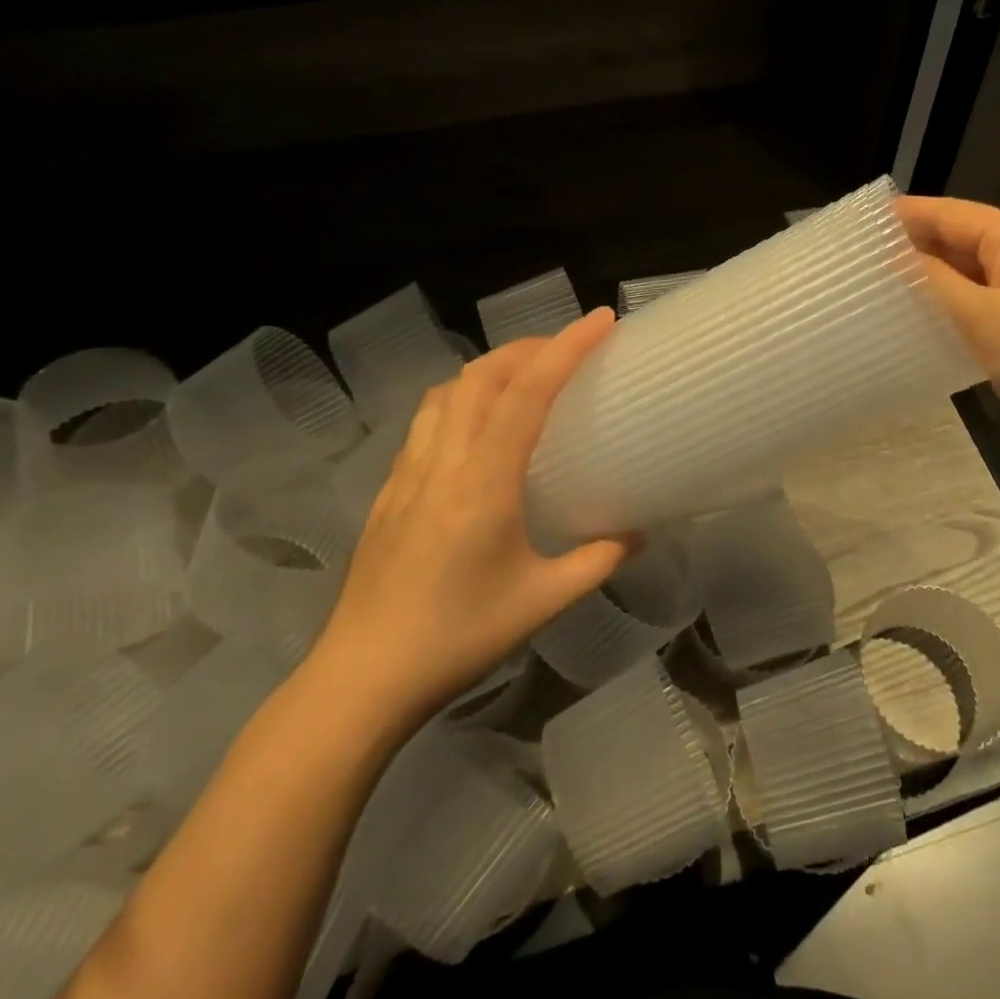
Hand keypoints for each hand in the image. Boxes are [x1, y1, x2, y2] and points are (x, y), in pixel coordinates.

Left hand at [309, 309, 632, 730]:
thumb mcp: (541, 602)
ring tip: (524, 376)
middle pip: (481, 376)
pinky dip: (460, 399)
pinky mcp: (389, 490)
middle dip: (528, 347)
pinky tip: (477, 426)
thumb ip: (596, 561)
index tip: (601, 320)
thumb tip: (637, 535)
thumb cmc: (457, 639)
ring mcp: (408, 473)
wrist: (362, 678)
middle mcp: (442, 464)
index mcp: (483, 484)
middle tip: (568, 347)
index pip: (527, 395)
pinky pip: (427, 421)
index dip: (566, 349)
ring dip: (489, 369)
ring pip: (446, 392)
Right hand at [896, 195, 999, 477]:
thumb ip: (932, 279)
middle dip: (923, 247)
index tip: (865, 224)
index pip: (955, 213)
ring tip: (894, 290)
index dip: (909, 215)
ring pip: (983, 274)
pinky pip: (998, 302)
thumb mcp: (976, 314)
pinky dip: (965, 306)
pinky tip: (938, 323)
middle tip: (870, 260)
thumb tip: (895, 253)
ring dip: (942, 280)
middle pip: (971, 239)